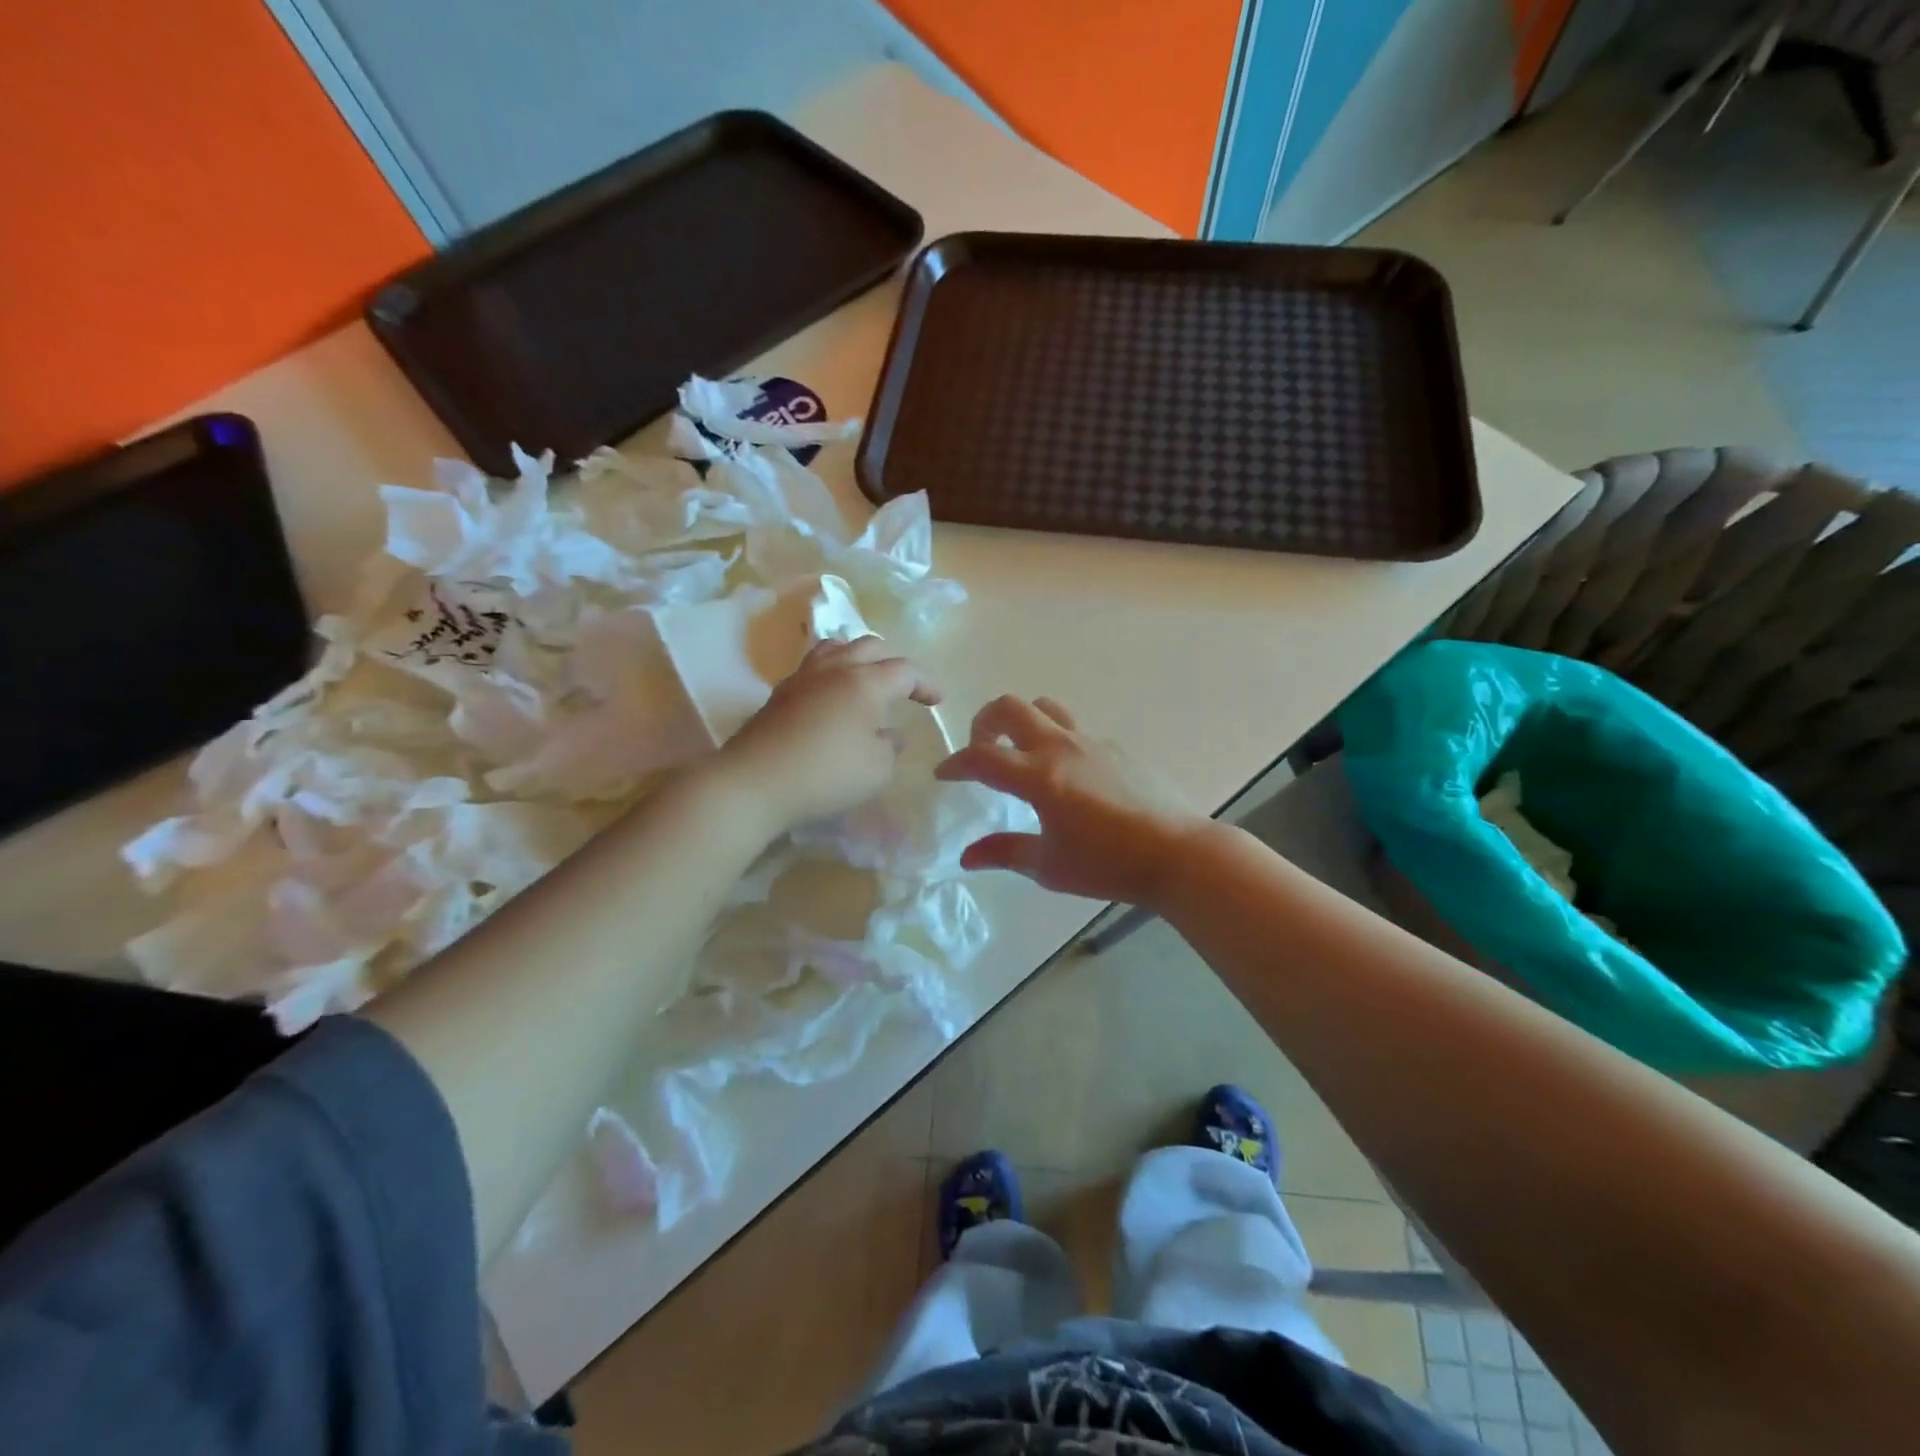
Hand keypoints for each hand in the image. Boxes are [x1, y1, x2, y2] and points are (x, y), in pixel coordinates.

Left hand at [718, 636, 941, 834]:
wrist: (755, 782)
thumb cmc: (827, 774)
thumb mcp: (877, 769)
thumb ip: (890, 747)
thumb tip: (889, 734)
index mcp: (865, 682)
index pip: (904, 670)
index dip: (925, 683)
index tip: (937, 701)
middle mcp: (834, 669)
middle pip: (869, 646)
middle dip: (893, 662)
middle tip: (904, 685)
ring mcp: (802, 678)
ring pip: (835, 648)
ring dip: (857, 657)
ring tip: (864, 678)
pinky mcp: (779, 694)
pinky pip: (813, 667)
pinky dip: (832, 672)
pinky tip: (832, 696)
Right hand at [935, 695, 1207, 909]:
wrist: (1177, 853)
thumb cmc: (1108, 865)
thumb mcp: (1049, 866)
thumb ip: (1004, 853)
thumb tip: (967, 856)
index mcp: (1039, 776)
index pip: (981, 758)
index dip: (955, 763)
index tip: (944, 774)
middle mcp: (1061, 748)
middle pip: (1010, 708)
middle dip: (984, 722)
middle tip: (980, 749)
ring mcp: (1092, 742)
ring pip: (1045, 709)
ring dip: (1022, 722)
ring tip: (1020, 753)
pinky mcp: (1117, 747)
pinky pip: (1076, 731)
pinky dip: (1057, 742)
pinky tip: (1068, 778)